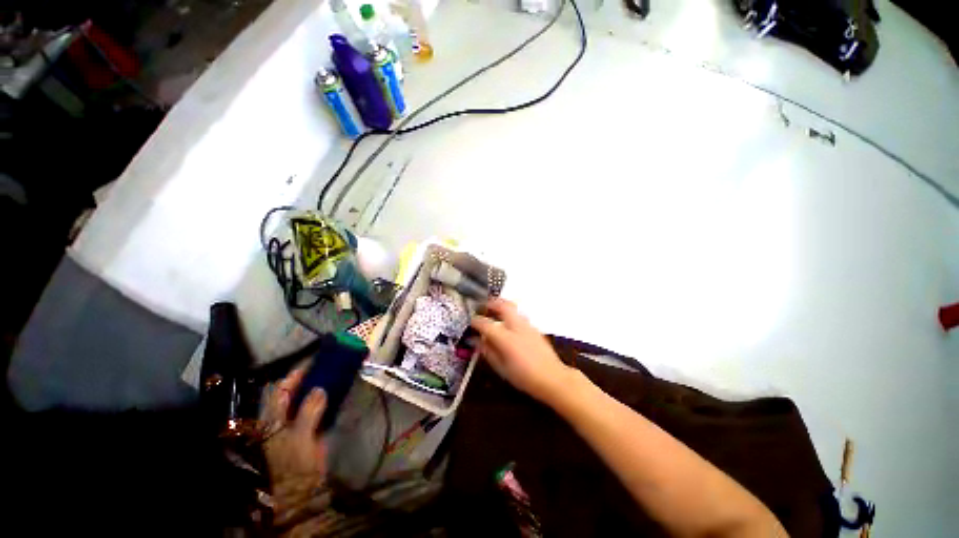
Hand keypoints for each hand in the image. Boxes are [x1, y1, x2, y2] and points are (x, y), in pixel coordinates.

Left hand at [261, 366, 328, 483]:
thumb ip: (309, 412)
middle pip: (294, 393)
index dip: (295, 375)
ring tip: (334, 373)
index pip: (282, 390)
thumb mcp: (301, 437)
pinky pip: (318, 408)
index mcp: (274, 419)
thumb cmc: (295, 463)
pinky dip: (327, 398)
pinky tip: (337, 391)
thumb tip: (320, 389)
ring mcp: (297, 424)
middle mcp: (283, 418)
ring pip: (307, 399)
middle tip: (327, 365)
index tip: (312, 362)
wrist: (303, 489)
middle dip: (309, 378)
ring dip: (319, 386)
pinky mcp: (310, 429)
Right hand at [471, 298, 574, 403]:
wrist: (552, 378)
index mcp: (505, 338)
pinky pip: (519, 314)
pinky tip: (508, 323)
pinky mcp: (534, 327)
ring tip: (494, 311)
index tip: (471, 322)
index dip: (475, 321)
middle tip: (483, 306)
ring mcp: (527, 325)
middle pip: (502, 305)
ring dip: (501, 306)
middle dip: (491, 303)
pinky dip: (510, 313)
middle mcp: (516, 326)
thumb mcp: (501, 368)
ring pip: (512, 307)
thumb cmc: (524, 377)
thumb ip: (487, 351)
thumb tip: (476, 340)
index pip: (485, 323)